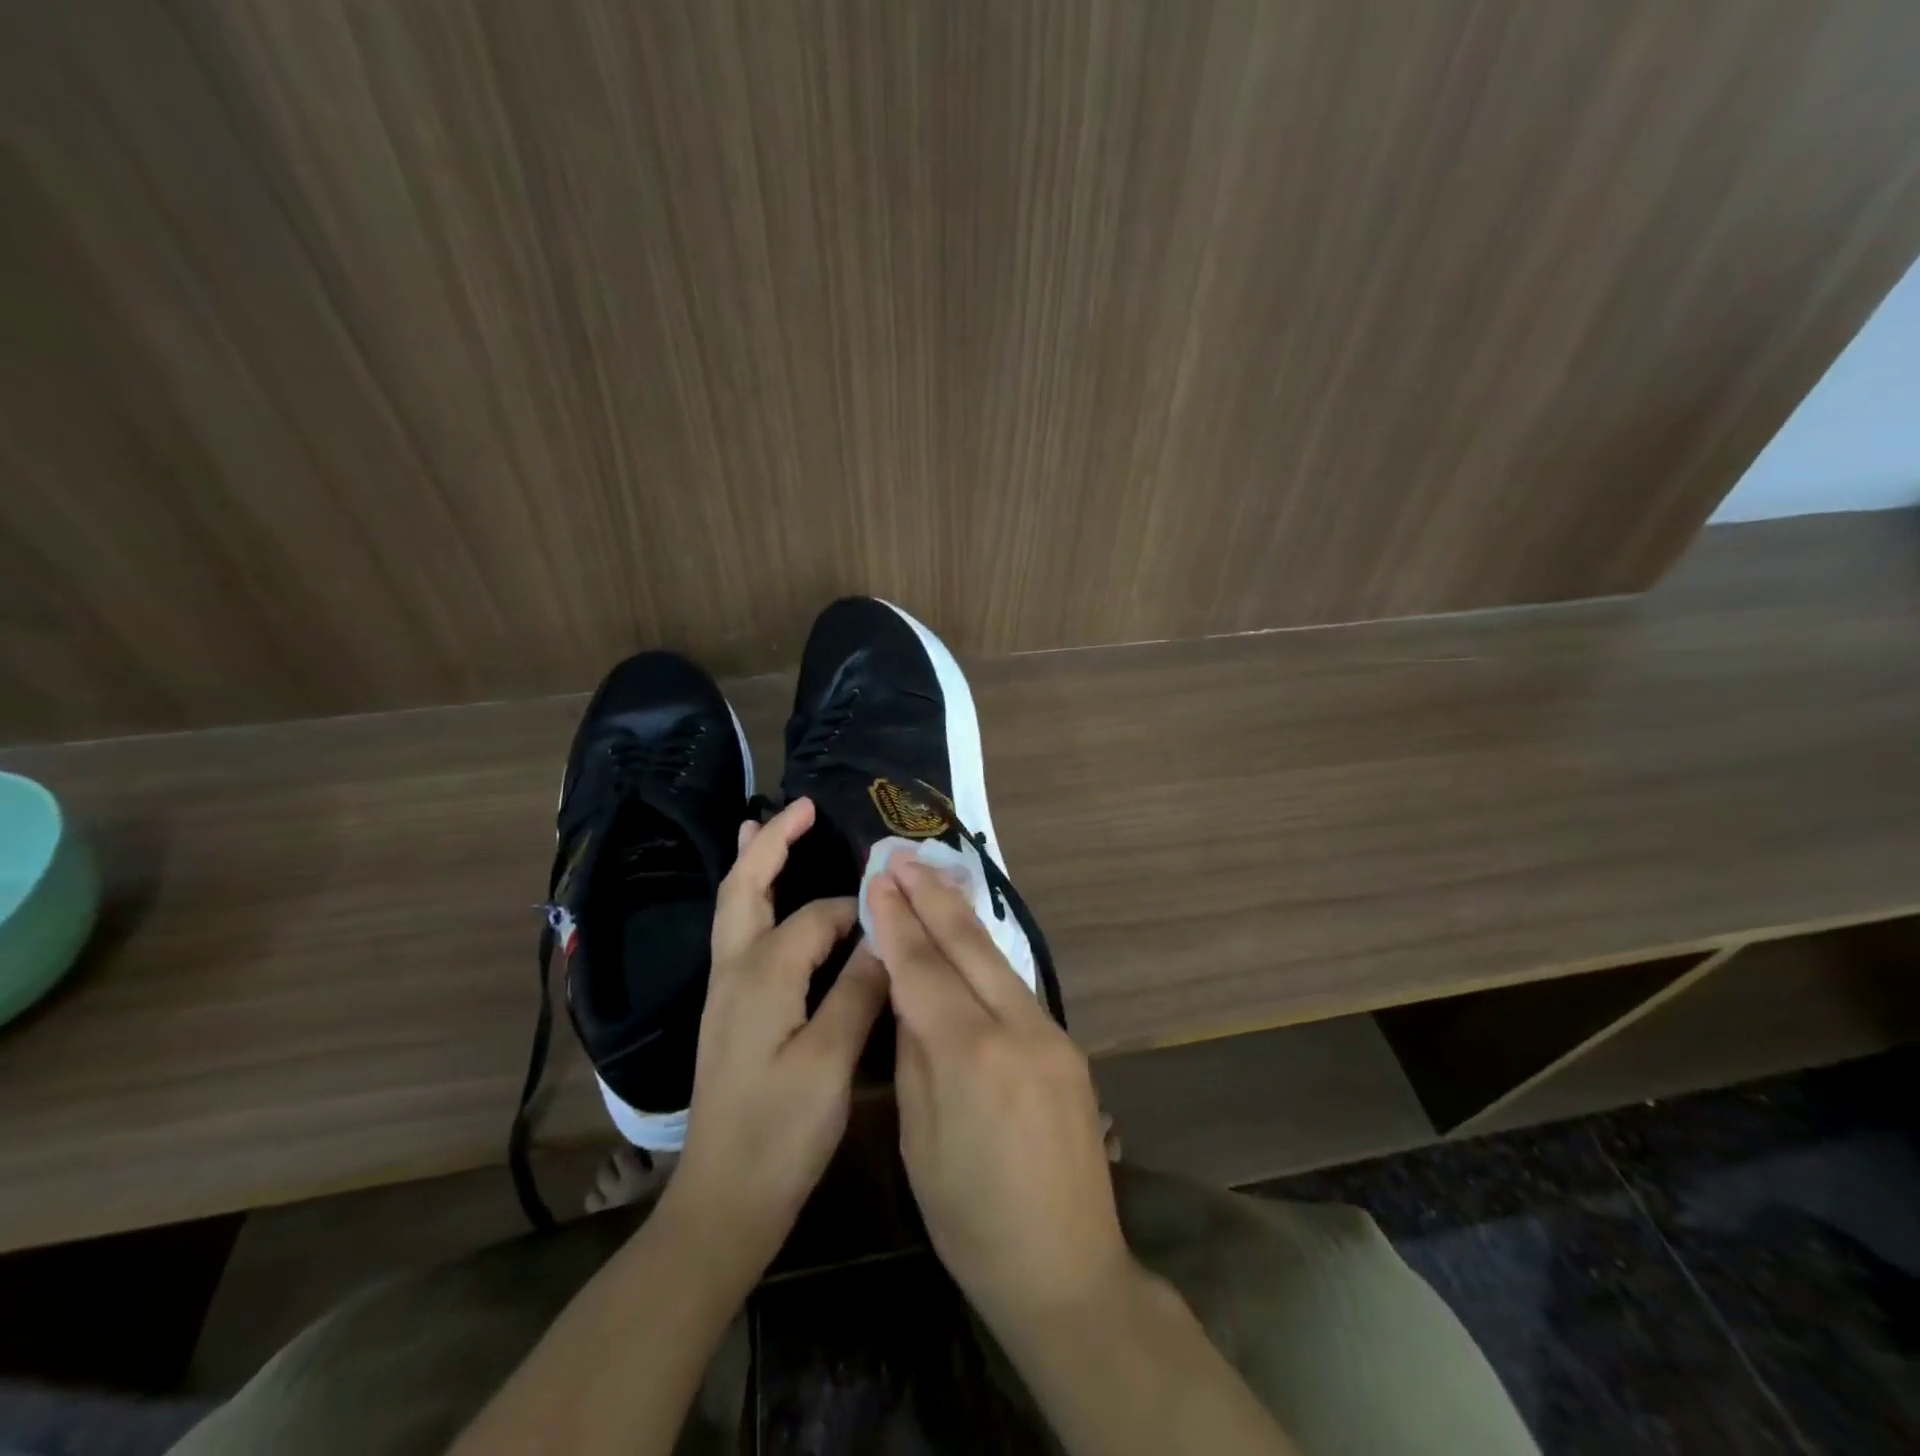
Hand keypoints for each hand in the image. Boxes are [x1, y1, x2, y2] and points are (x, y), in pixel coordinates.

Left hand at [661, 797, 888, 1283]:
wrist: (722, 1203)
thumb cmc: (780, 1133)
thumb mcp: (831, 1063)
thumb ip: (859, 990)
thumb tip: (885, 935)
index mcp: (762, 975)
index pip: (818, 917)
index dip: (858, 911)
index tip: (895, 913)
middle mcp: (735, 971)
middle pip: (744, 889)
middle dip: (770, 844)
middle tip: (799, 806)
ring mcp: (725, 993)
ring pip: (734, 909)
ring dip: (753, 865)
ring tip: (764, 827)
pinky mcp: (729, 1013)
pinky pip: (739, 935)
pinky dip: (752, 901)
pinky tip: (766, 904)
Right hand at [867, 856, 1133, 1328]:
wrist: (1068, 1270)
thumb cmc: (972, 1220)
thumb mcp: (920, 1140)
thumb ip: (915, 1054)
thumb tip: (910, 993)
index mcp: (971, 1056)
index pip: (923, 968)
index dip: (896, 920)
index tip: (876, 878)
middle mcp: (1018, 1029)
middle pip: (968, 945)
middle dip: (931, 895)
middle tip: (902, 854)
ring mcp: (1051, 1033)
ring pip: (996, 959)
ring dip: (960, 916)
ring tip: (931, 877)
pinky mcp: (1067, 1046)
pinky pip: (1015, 987)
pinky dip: (984, 956)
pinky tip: (966, 939)